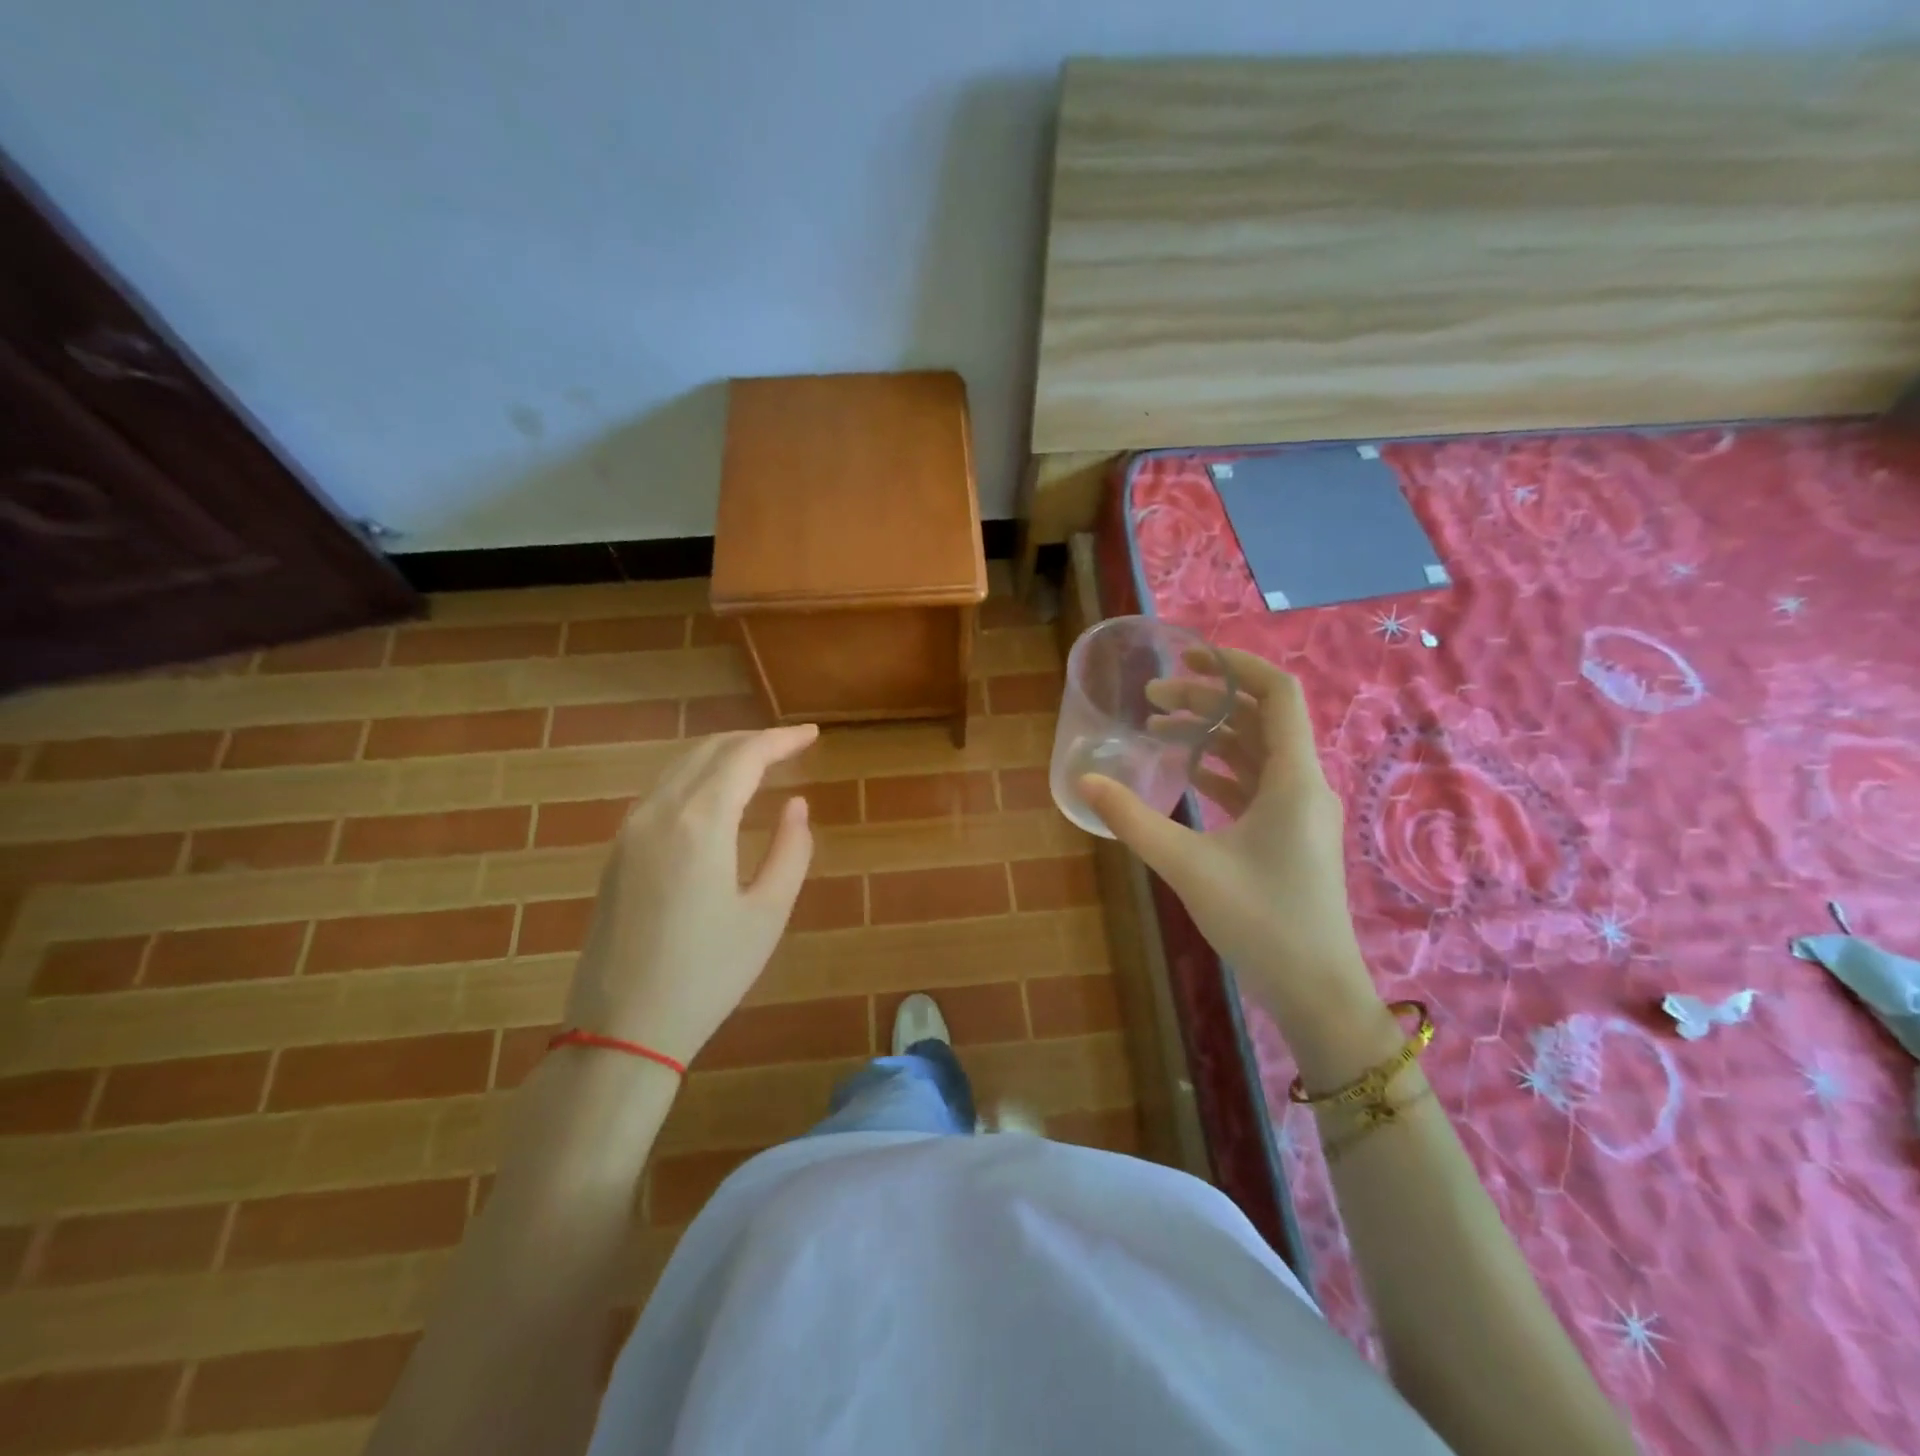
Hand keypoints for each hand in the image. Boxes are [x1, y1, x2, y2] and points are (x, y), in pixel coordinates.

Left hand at [563, 726, 818, 1064]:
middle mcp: (658, 812)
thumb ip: (791, 850)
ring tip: (758, 762)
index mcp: (700, 823)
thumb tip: (795, 805)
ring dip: (721, 755)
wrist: (622, 1029)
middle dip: (752, 740)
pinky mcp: (616, 853)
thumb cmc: (708, 974)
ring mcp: (629, 831)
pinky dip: (695, 777)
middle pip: (708, 752)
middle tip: (790, 745)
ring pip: (679, 767)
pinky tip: (714, 794)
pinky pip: (660, 791)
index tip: (812, 735)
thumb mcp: (768, 914)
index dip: (781, 740)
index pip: (744, 757)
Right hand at [1078, 648, 1377, 1033]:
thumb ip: (1133, 819)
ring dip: (1212, 735)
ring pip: (1257, 752)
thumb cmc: (1260, 920)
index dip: (1235, 665)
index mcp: (1294, 778)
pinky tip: (1186, 775)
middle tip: (1152, 698)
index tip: (1188, 656)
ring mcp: (1300, 812)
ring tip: (1158, 730)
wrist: (1315, 989)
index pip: (1277, 694)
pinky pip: (1257, 784)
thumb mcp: (1187, 865)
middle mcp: (1304, 785)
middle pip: (1260, 719)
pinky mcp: (1290, 836)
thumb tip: (1084, 781)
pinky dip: (1222, 769)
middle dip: (1207, 701)